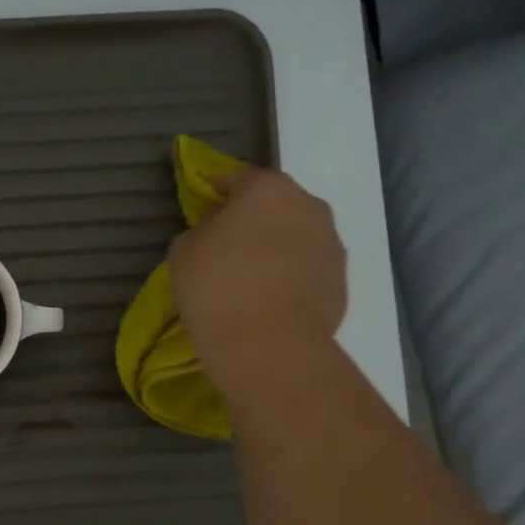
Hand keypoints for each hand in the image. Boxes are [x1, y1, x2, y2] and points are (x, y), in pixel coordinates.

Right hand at [168, 169, 347, 399]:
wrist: (267, 346)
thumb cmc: (216, 287)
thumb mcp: (183, 252)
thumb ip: (200, 232)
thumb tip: (216, 235)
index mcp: (268, 189)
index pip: (237, 178)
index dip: (216, 191)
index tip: (202, 206)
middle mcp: (309, 207)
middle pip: (274, 205)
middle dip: (252, 219)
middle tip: (226, 244)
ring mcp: (332, 245)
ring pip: (295, 237)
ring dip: (275, 248)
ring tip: (249, 277)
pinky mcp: (341, 283)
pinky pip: (307, 271)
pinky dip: (290, 278)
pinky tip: (268, 302)